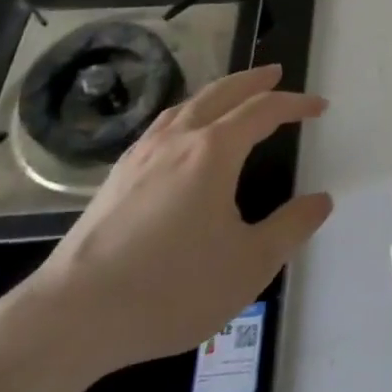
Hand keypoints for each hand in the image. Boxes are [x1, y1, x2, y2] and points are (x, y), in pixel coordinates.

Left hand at [13, 64, 331, 380]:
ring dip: (217, 93)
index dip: (295, 104)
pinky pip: (161, 126)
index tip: (319, 106)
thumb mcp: (250, 264)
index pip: (263, 111)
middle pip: (221, 94)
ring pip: (185, 105)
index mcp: (213, 152)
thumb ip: (291, 228)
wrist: (71, 318)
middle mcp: (177, 141)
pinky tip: (180, 136)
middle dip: (253, 80)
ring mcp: (140, 157)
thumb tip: (320, 200)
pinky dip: (186, 114)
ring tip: (232, 96)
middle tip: (275, 72)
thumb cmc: (171, 288)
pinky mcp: (115, 179)